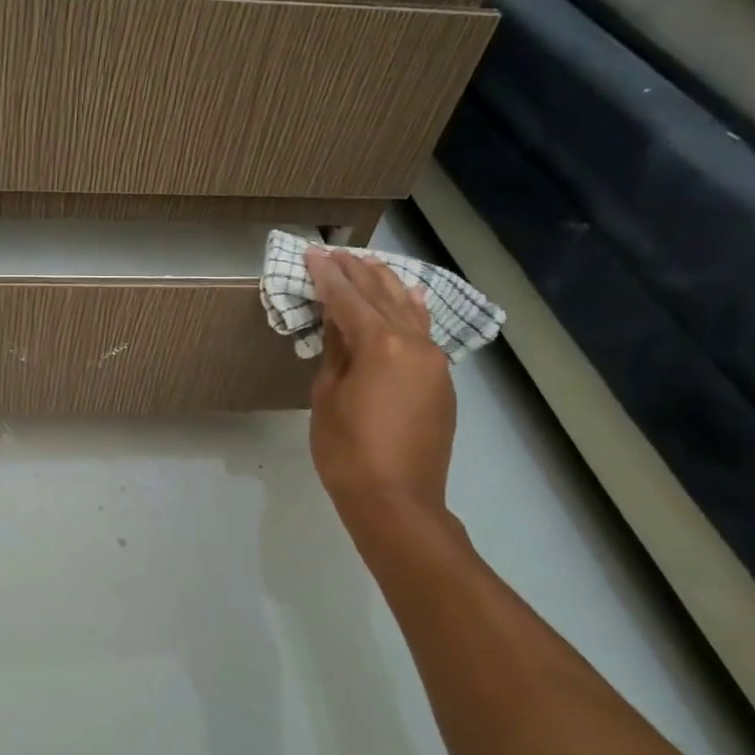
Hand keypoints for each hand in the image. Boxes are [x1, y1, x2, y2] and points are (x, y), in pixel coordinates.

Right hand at [305, 247, 457, 528]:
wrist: (397, 501)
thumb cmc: (347, 451)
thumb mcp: (327, 396)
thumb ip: (336, 350)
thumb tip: (338, 319)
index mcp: (380, 344)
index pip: (348, 298)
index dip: (327, 275)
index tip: (312, 253)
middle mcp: (414, 344)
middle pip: (383, 295)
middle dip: (357, 272)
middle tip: (336, 253)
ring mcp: (434, 362)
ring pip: (410, 309)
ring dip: (387, 284)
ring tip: (368, 265)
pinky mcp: (442, 382)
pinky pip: (424, 332)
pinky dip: (410, 310)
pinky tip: (407, 298)